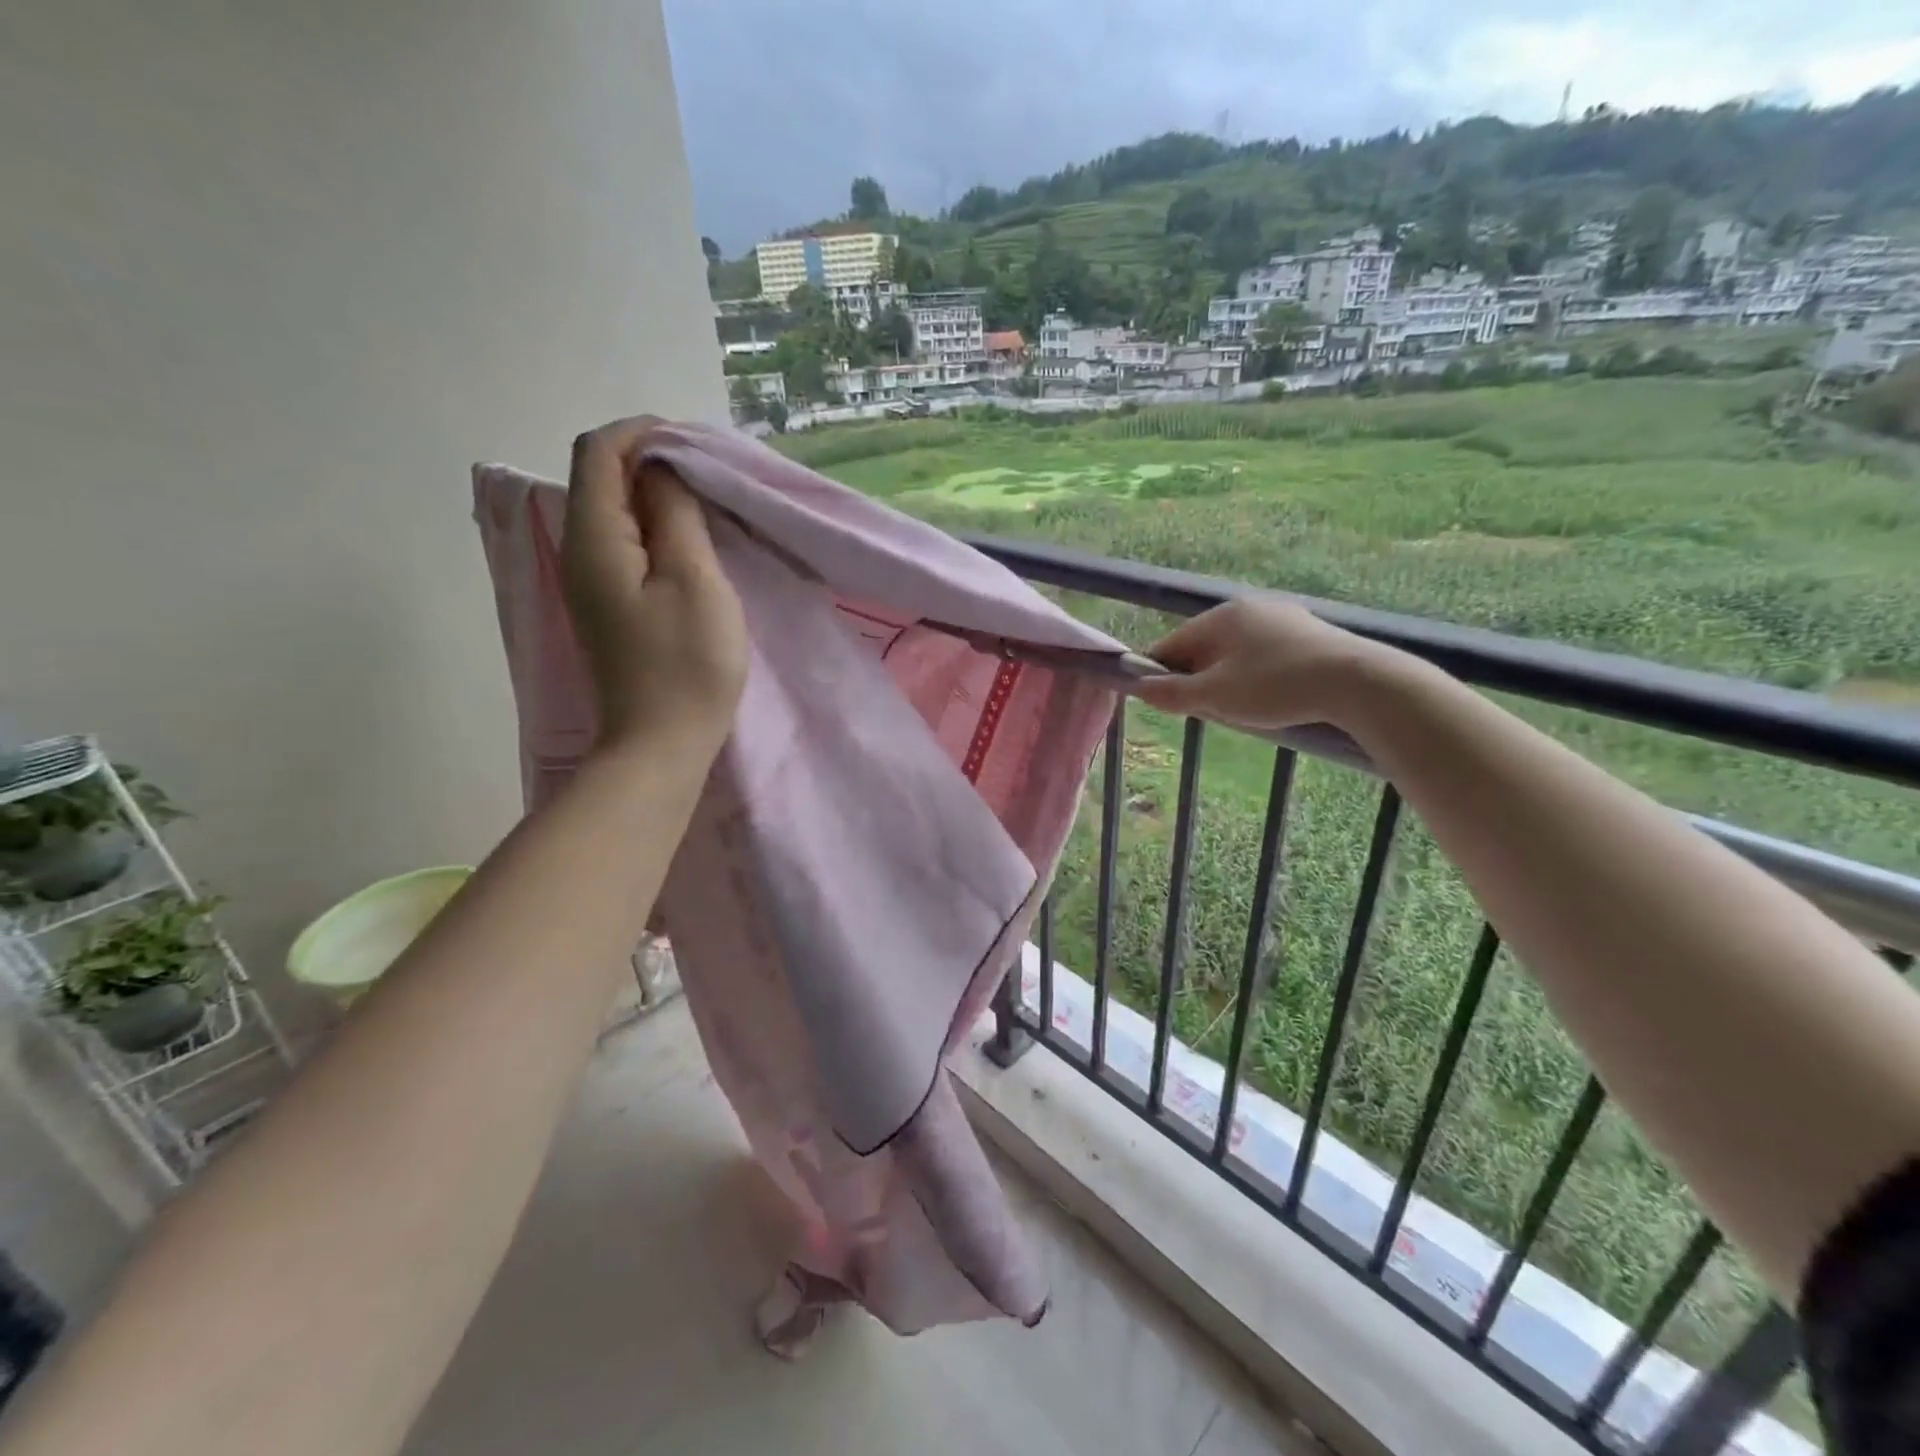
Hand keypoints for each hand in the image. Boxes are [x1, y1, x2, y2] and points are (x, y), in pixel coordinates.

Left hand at [562, 417, 747, 752]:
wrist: (661, 744)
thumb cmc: (686, 665)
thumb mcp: (695, 580)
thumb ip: (676, 514)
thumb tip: (662, 471)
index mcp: (594, 538)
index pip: (598, 451)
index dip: (643, 433)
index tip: (695, 444)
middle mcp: (579, 551)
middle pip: (602, 477)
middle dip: (652, 461)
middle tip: (710, 476)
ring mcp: (591, 581)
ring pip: (616, 511)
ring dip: (657, 497)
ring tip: (708, 506)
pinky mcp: (610, 605)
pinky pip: (626, 544)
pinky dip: (657, 529)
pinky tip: (690, 544)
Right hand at [1133, 596, 1388, 730]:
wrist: (1358, 682)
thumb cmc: (1276, 686)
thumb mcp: (1215, 696)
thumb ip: (1172, 693)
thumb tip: (1139, 687)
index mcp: (1219, 617)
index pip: (1170, 645)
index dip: (1160, 676)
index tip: (1165, 704)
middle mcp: (1247, 608)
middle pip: (1202, 647)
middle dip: (1197, 679)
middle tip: (1208, 711)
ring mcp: (1281, 617)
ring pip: (1234, 651)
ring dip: (1227, 679)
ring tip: (1242, 708)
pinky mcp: (1308, 632)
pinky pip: (1264, 653)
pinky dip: (1256, 674)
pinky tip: (1273, 695)